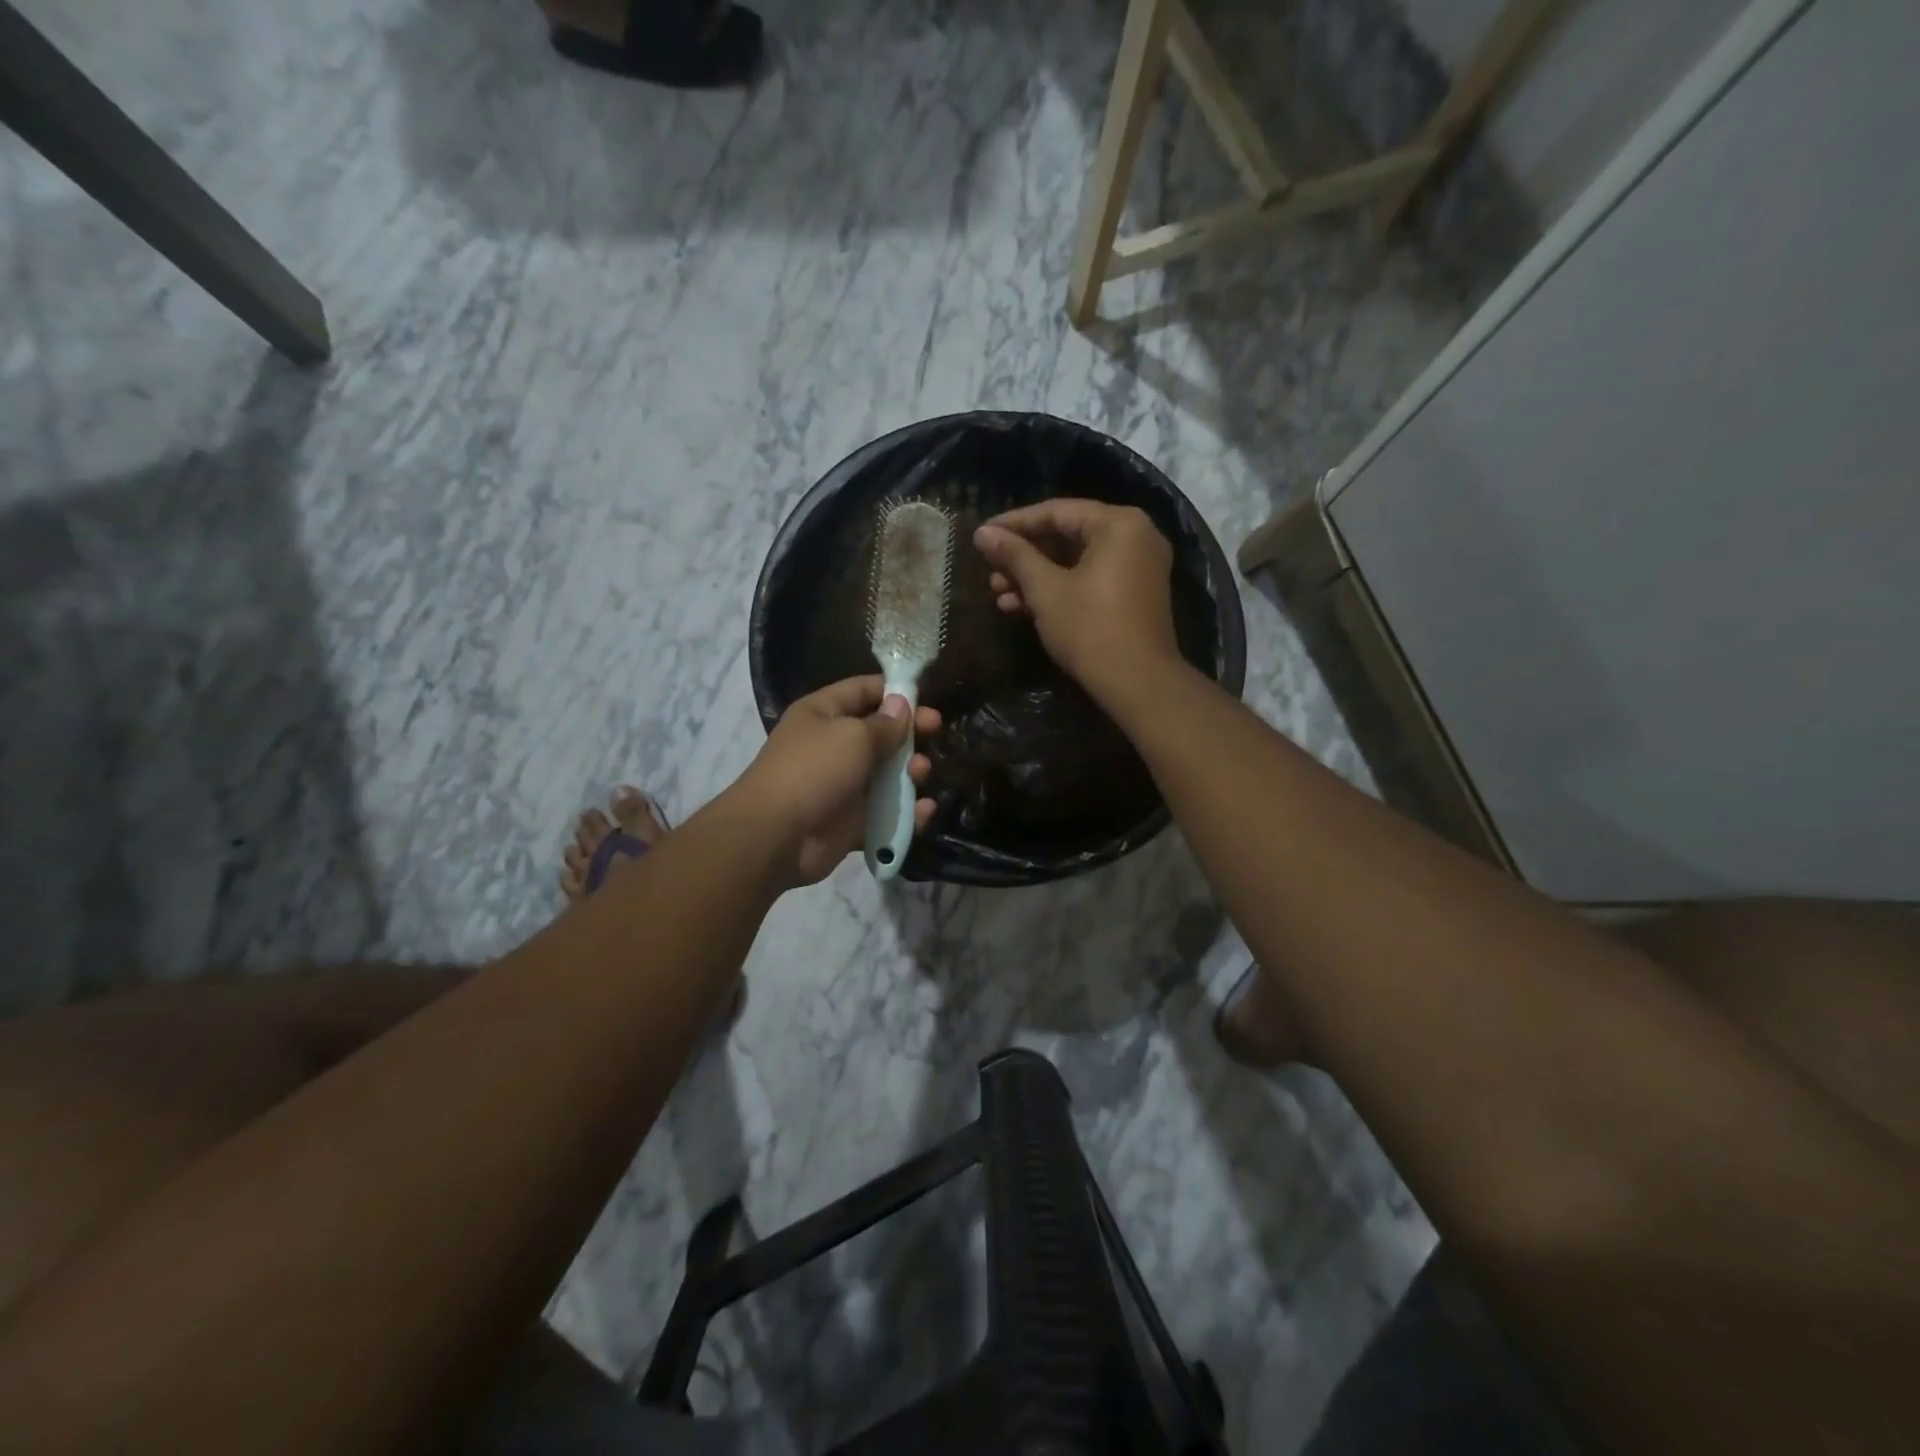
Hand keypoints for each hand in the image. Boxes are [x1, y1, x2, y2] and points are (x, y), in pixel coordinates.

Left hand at [733, 676, 939, 886]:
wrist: (777, 835)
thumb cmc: (814, 769)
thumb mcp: (853, 736)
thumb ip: (884, 724)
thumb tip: (902, 705)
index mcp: (823, 714)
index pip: (863, 690)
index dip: (894, 691)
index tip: (927, 698)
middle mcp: (832, 746)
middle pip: (879, 733)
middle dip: (909, 732)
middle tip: (937, 732)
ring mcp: (842, 786)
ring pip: (886, 775)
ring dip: (910, 772)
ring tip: (921, 772)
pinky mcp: (851, 822)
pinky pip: (885, 814)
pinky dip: (906, 813)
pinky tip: (924, 810)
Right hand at [973, 500, 1180, 693]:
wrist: (1137, 684)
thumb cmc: (1090, 629)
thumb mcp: (1046, 590)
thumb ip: (1014, 556)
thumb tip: (983, 533)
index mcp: (1118, 524)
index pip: (1056, 512)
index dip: (1014, 523)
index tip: (982, 535)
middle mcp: (1135, 536)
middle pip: (1067, 535)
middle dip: (1023, 556)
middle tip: (989, 569)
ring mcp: (1137, 567)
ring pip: (1075, 561)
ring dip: (1035, 576)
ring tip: (997, 593)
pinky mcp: (1133, 594)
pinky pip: (1090, 579)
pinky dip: (1059, 589)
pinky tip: (1020, 607)